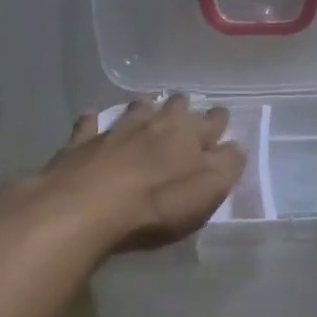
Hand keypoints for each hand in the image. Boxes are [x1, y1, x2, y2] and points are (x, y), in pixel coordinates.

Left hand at [22, 94, 245, 254]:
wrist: (85, 209)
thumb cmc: (157, 204)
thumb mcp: (207, 192)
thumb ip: (226, 167)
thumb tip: (236, 147)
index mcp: (188, 133)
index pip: (212, 120)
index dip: (219, 121)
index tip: (221, 120)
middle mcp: (154, 123)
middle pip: (173, 107)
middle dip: (181, 108)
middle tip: (184, 110)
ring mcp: (115, 131)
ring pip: (134, 110)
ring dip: (143, 109)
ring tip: (147, 108)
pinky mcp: (80, 145)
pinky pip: (88, 125)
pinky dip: (92, 121)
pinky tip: (91, 118)